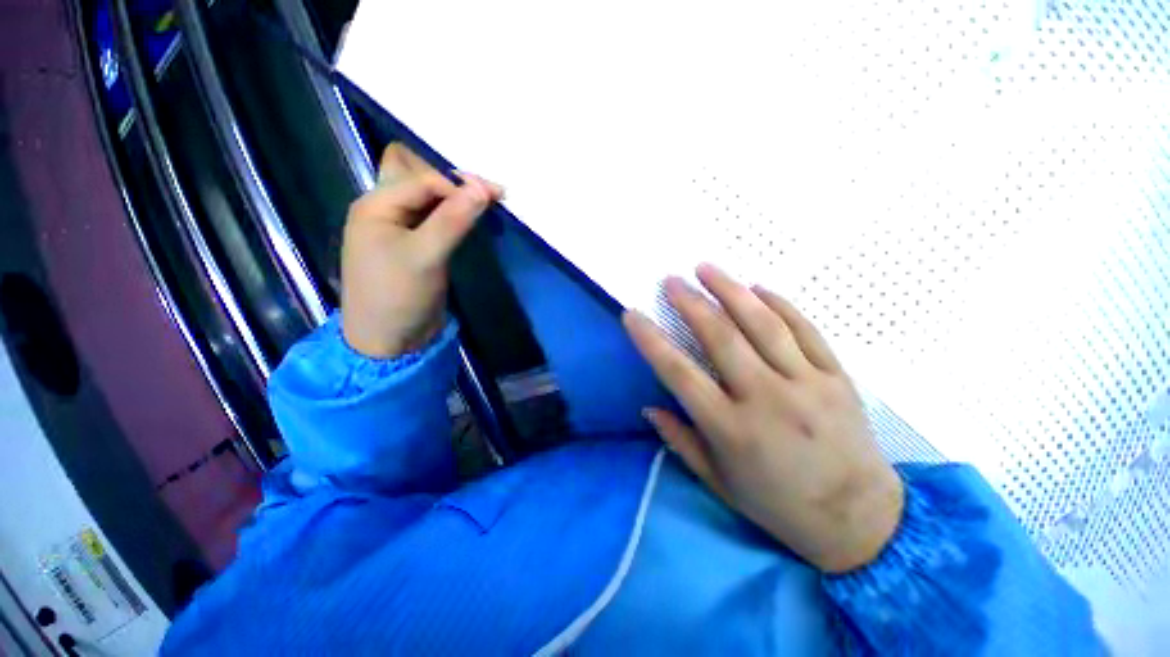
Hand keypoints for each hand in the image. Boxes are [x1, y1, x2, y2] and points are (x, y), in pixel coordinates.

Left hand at [341, 144, 501, 357]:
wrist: (390, 341)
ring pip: (433, 204)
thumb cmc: (398, 295)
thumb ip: (453, 219)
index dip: (460, 184)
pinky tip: (473, 219)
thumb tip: (483, 187)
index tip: (497, 194)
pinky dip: (457, 218)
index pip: (424, 179)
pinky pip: (437, 222)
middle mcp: (386, 210)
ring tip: (490, 204)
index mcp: (376, 205)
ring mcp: (401, 229)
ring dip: (460, 202)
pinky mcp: (416, 246)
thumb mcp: (426, 255)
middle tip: (495, 195)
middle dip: (460, 186)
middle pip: (425, 185)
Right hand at [623, 264, 903, 572]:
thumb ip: (680, 440)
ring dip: (731, 290)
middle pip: (721, 337)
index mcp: (731, 430)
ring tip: (707, 268)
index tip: (632, 315)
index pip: (679, 373)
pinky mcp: (838, 378)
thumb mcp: (718, 482)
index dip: (651, 340)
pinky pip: (805, 330)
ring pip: (763, 324)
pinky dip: (779, 304)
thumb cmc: (779, 505)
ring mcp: (807, 385)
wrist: (860, 521)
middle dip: (691, 302)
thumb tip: (648, 407)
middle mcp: (766, 400)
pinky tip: (758, 287)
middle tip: (672, 280)